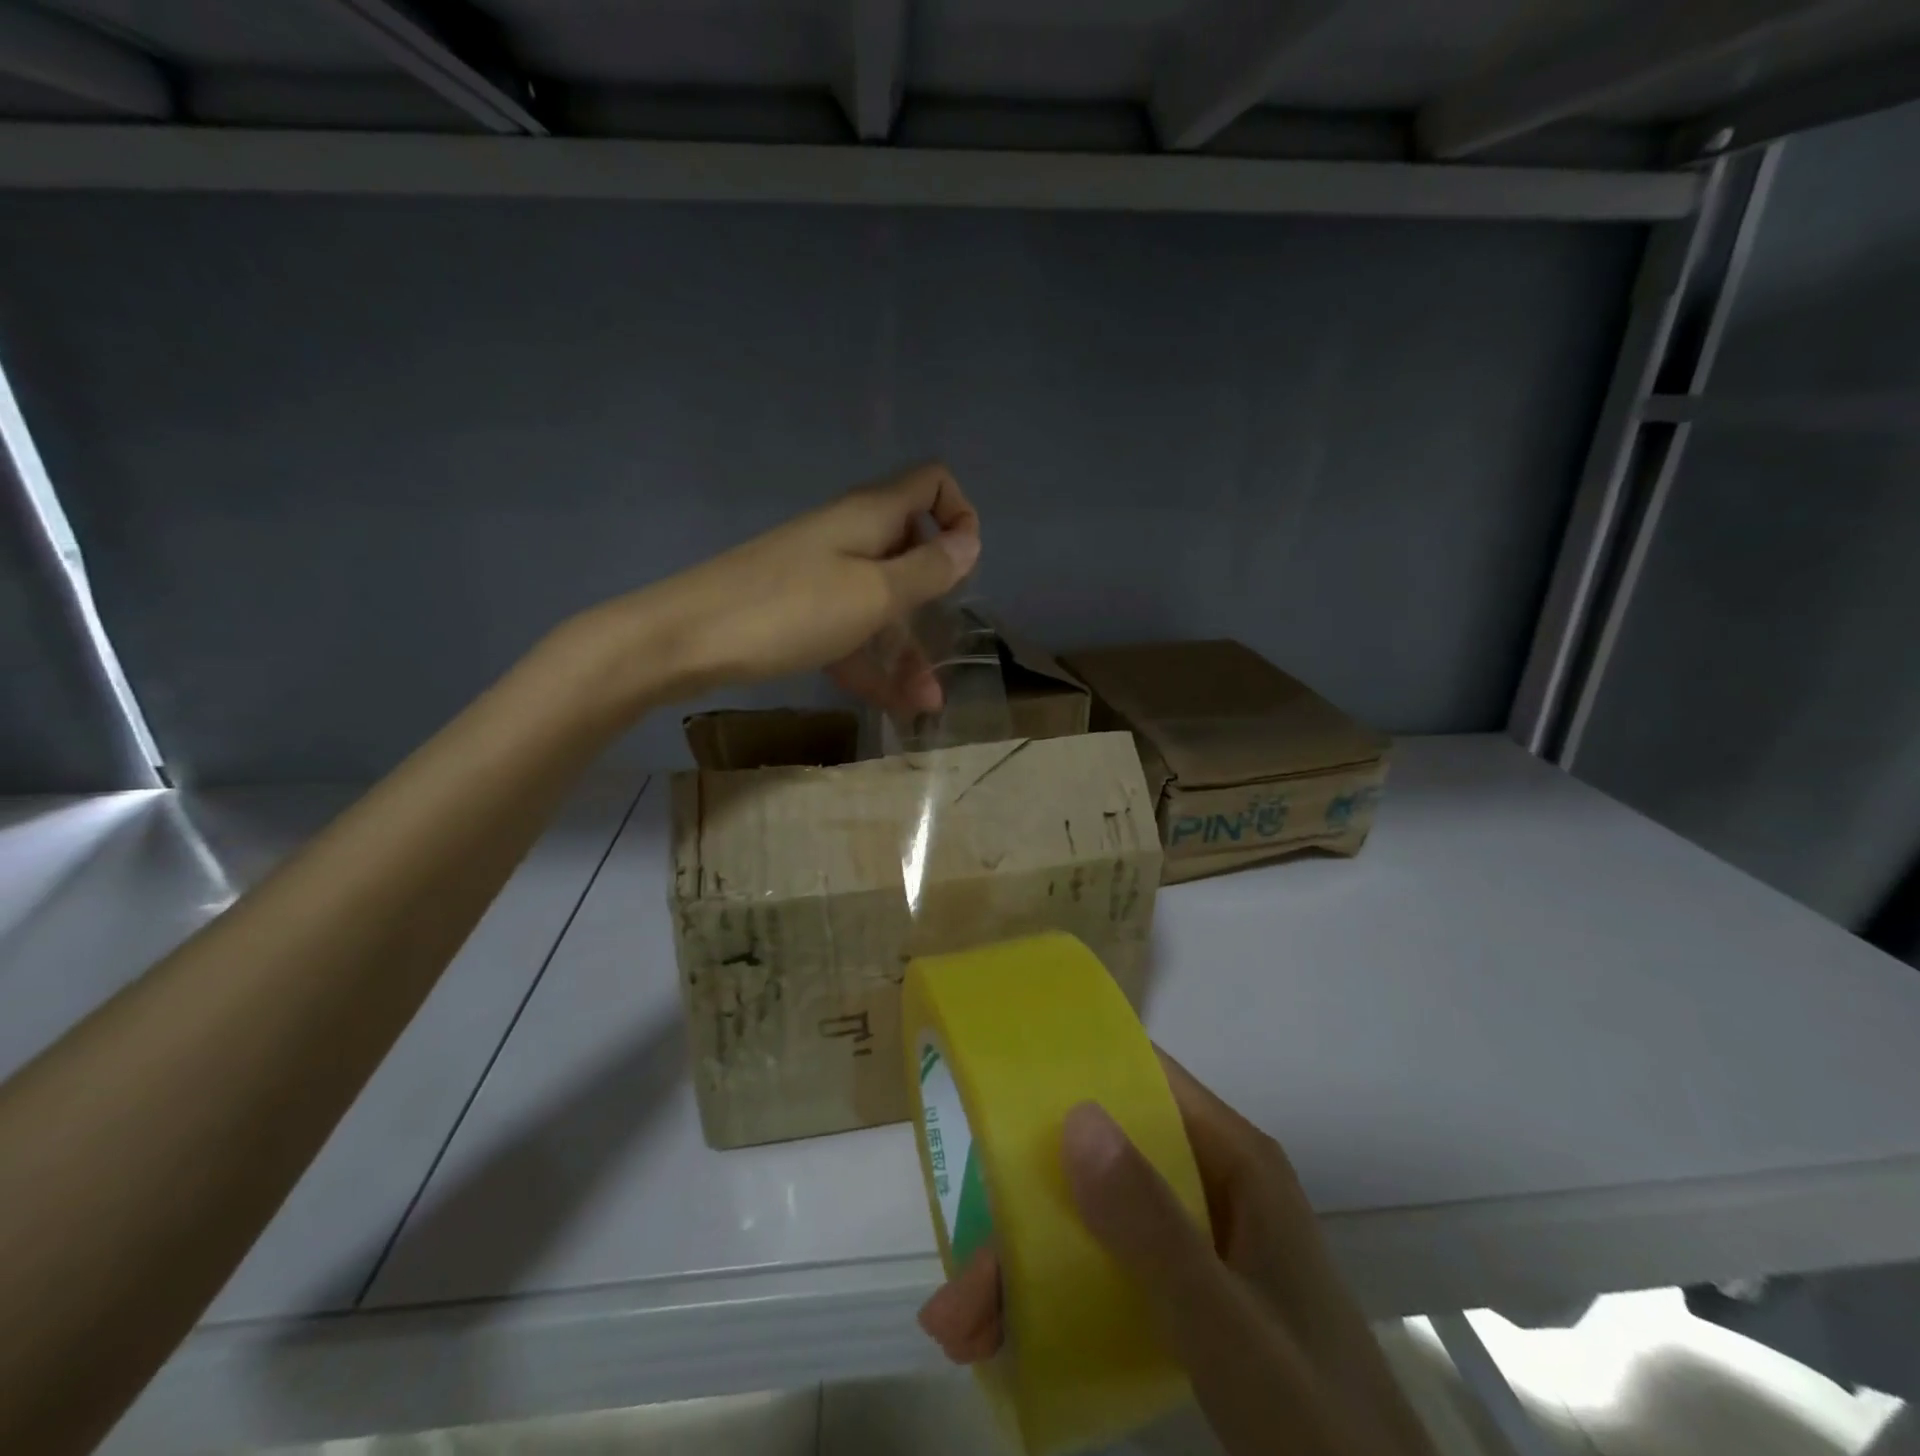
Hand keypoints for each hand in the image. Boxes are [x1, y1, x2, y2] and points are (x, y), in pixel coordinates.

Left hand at [595, 463, 978, 714]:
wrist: (686, 639)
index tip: (964, 568)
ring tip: (927, 702)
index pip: (931, 484)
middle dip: (936, 602)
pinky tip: (895, 706)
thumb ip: (927, 570)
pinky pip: (849, 632)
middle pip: (910, 552)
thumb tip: (970, 542)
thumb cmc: (790, 610)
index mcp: (871, 517)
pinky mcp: (799, 612)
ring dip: (907, 649)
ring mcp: (822, 576)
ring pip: (880, 603)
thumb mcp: (872, 595)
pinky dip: (872, 663)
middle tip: (947, 649)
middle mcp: (850, 538)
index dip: (959, 516)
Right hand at [917, 1055, 1436, 1455]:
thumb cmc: (1316, 1422)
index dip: (1074, 1072)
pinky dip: (1053, 1299)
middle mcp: (1211, 1183)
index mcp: (1233, 1159)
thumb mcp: (1226, 1323)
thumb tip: (1075, 1116)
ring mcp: (1197, 1240)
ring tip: (959, 1328)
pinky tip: (1003, 1340)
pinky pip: (1107, 1269)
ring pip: (1094, 1219)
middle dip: (1025, 1207)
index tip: (999, 1090)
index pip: (1145, 1079)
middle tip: (961, 1270)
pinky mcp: (1188, 1293)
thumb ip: (1152, 1226)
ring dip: (1026, 1264)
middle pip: (1103, 1162)